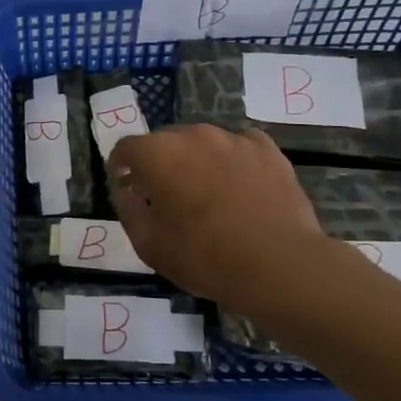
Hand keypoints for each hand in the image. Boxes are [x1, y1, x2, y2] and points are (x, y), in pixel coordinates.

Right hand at [108, 125, 324, 306]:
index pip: (126, 148)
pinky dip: (234, 161)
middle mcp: (193, 136)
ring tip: (208, 193)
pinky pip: (241, 146)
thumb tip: (127, 193)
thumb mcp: (149, 245)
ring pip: (203, 143)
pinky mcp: (268, 150)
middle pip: (165, 141)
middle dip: (160, 164)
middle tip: (166, 196)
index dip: (121, 167)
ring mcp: (233, 139)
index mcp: (157, 154)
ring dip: (197, 161)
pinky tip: (241, 185)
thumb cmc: (204, 257)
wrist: (279, 264)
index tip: (127, 186)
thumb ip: (129, 212)